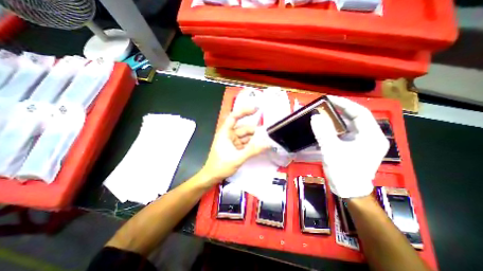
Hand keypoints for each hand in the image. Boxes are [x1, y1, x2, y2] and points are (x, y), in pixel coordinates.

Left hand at [199, 107, 269, 184]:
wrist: (212, 176)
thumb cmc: (220, 166)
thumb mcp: (237, 158)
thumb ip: (252, 151)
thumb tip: (267, 143)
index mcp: (225, 132)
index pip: (234, 117)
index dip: (244, 111)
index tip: (256, 109)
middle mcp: (229, 134)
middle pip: (244, 128)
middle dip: (255, 130)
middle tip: (268, 133)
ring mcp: (233, 141)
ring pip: (246, 136)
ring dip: (255, 138)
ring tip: (267, 140)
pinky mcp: (236, 148)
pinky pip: (246, 143)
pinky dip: (253, 144)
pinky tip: (261, 146)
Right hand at [314, 97, 387, 197]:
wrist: (348, 191)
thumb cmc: (344, 172)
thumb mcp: (332, 151)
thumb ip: (323, 133)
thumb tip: (315, 116)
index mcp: (371, 136)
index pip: (360, 113)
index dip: (344, 104)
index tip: (328, 99)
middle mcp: (368, 136)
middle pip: (353, 118)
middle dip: (338, 111)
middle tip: (322, 106)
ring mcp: (360, 142)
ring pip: (347, 125)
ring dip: (333, 120)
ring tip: (320, 114)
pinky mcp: (352, 146)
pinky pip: (342, 133)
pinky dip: (332, 129)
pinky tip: (322, 127)